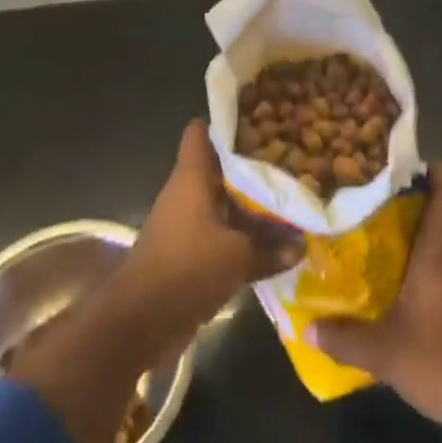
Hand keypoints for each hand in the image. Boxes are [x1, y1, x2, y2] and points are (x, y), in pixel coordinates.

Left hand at [119, 120, 301, 345]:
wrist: (140, 320)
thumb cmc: (187, 268)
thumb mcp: (237, 257)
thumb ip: (270, 248)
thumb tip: (301, 245)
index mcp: (191, 176)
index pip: (200, 131)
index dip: (226, 122)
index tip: (258, 121)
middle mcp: (185, 192)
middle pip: (216, 166)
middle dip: (247, 165)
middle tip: (285, 161)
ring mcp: (183, 222)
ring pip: (219, 201)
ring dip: (245, 204)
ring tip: (284, 199)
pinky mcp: (185, 252)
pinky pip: (216, 232)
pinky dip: (237, 235)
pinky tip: (267, 242)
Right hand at [307, 164, 441, 441]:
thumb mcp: (386, 354)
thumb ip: (344, 339)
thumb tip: (306, 328)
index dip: (433, 169)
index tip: (401, 165)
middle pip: (440, 212)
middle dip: (407, 204)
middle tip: (367, 204)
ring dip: (415, 238)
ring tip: (374, 243)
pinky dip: (425, 267)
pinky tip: (399, 288)